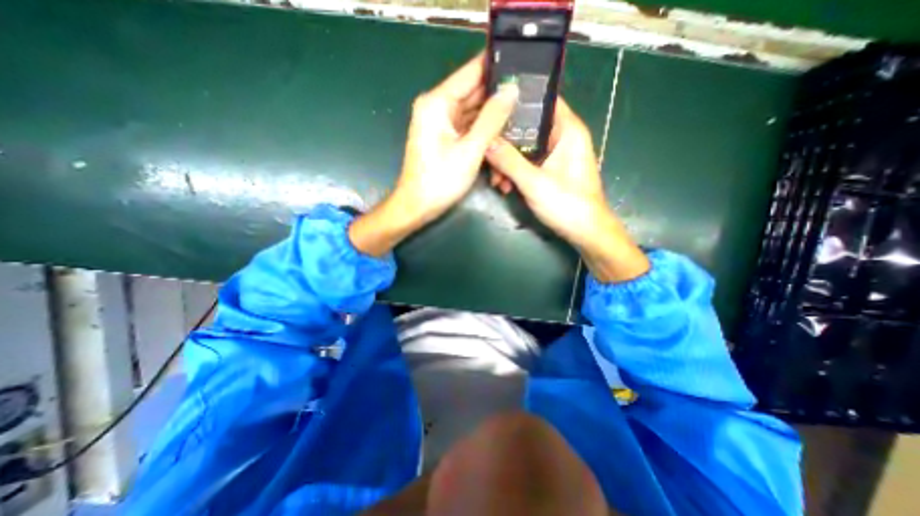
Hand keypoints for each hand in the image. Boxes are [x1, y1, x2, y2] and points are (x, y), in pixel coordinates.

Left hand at [351, 53, 519, 254]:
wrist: (418, 207)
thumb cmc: (441, 180)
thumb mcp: (470, 150)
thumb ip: (492, 118)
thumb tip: (511, 90)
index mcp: (438, 102)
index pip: (472, 72)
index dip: (497, 67)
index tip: (523, 66)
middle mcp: (438, 107)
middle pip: (474, 94)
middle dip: (499, 98)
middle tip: (529, 98)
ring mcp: (441, 124)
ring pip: (473, 113)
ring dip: (493, 120)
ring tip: (521, 117)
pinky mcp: (445, 139)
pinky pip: (468, 129)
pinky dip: (483, 134)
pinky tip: (503, 136)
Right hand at [485, 97, 649, 282]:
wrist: (585, 232)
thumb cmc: (567, 205)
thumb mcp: (534, 183)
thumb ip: (509, 161)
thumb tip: (486, 142)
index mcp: (567, 130)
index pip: (541, 100)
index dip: (516, 101)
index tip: (491, 108)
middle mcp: (562, 137)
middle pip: (528, 127)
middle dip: (506, 142)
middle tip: (488, 155)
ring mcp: (556, 155)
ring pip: (525, 148)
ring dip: (508, 162)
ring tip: (496, 180)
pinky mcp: (550, 170)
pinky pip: (528, 163)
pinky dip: (516, 172)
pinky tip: (505, 186)